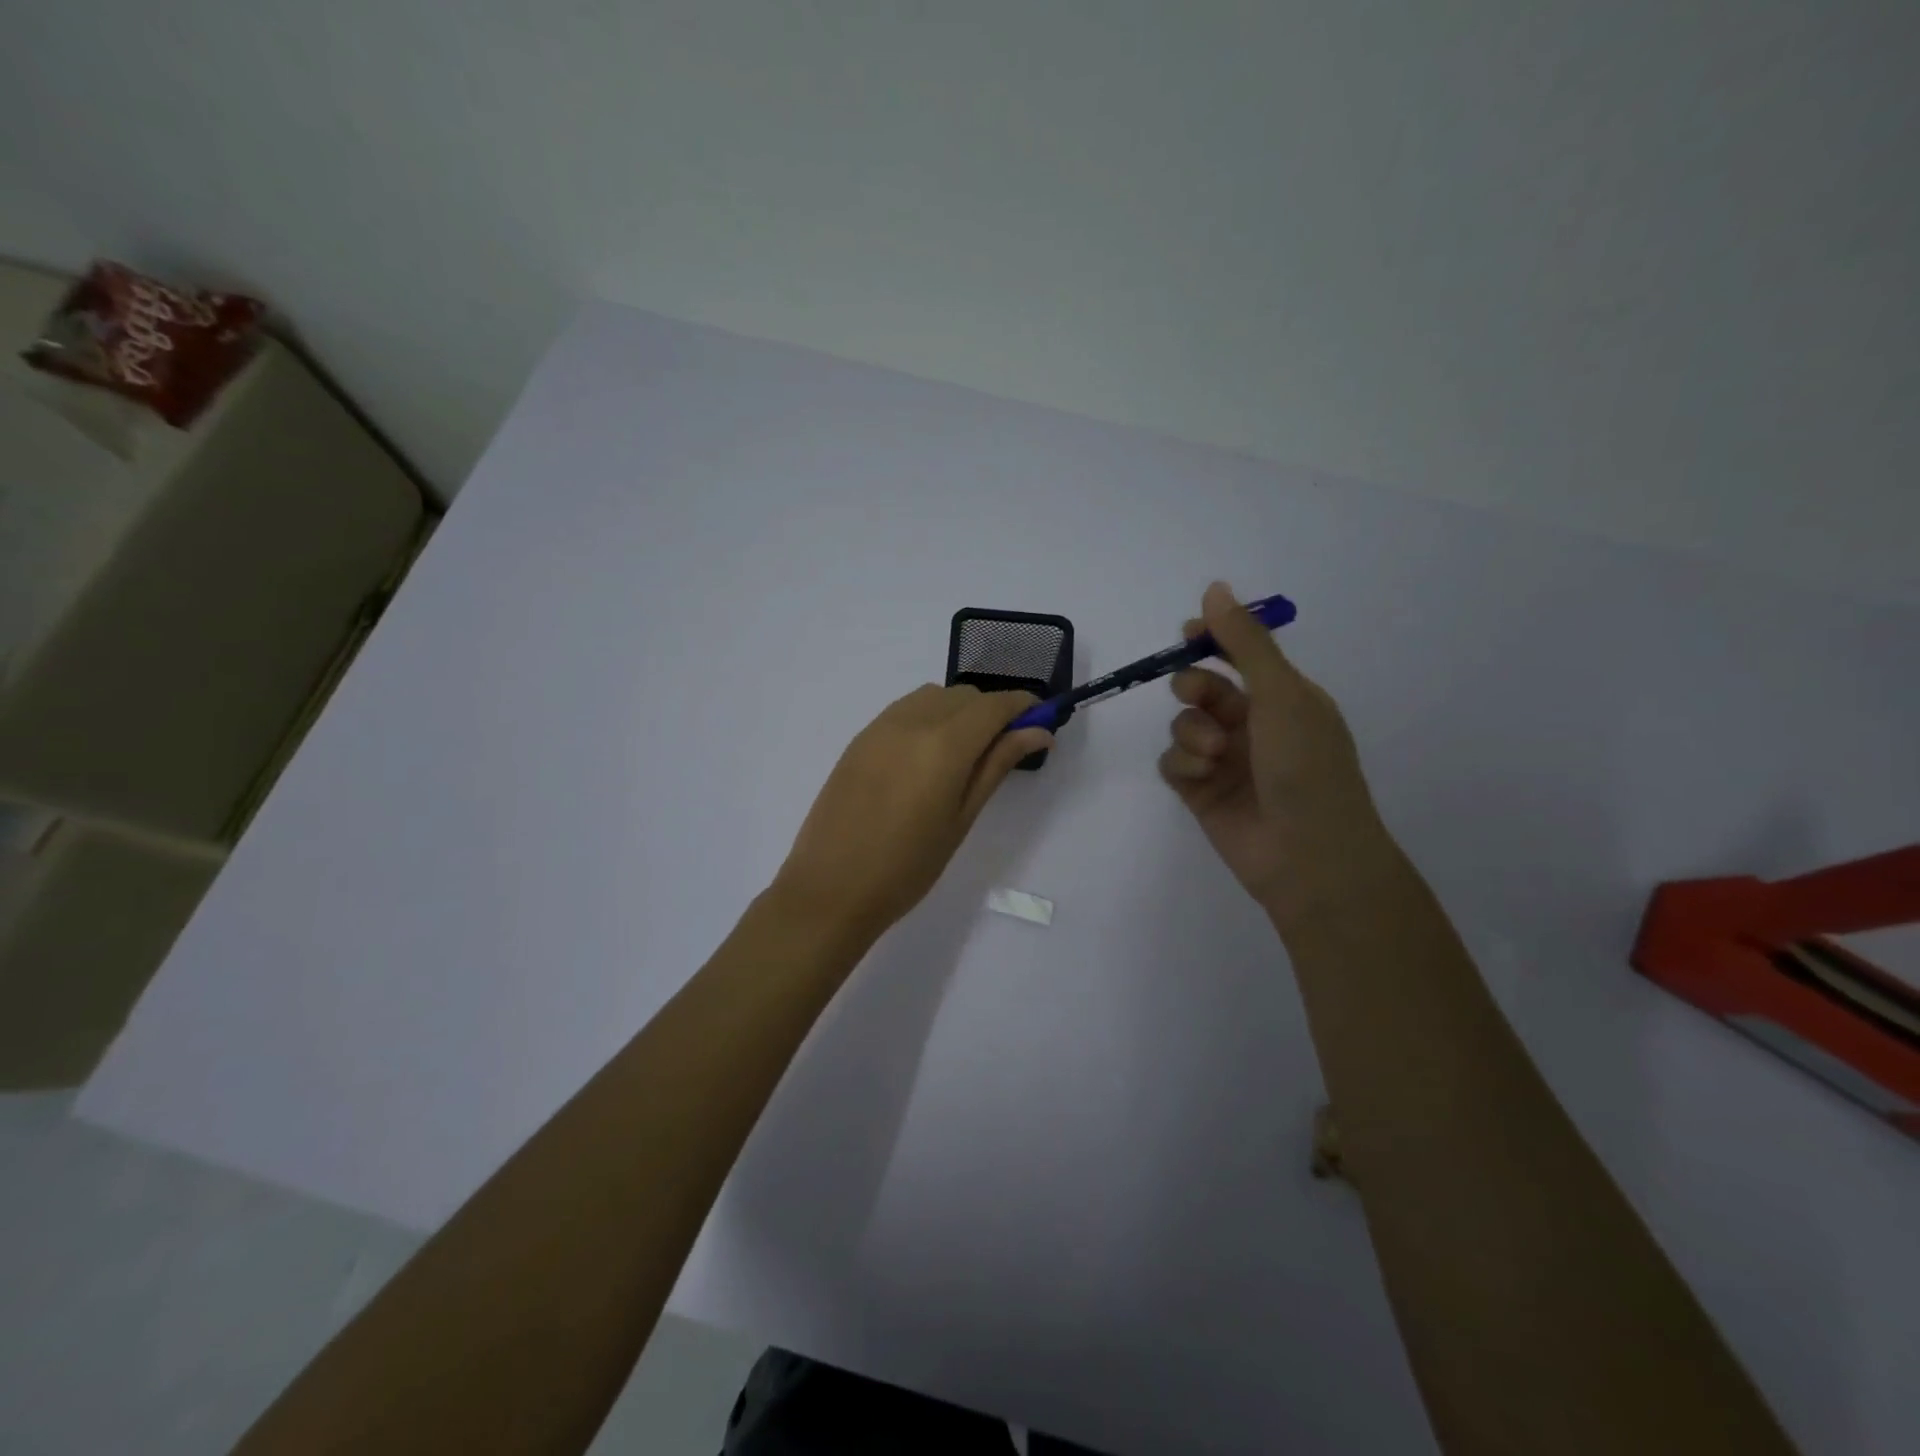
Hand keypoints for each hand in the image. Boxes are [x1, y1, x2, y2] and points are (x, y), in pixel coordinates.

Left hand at [773, 684, 1053, 945]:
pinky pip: (904, 710)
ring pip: (933, 697)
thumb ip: (997, 765)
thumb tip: (1037, 732)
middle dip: (991, 711)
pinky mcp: (859, 739)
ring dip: (958, 711)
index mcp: (943, 744)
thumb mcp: (961, 818)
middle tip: (1002, 749)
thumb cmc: (907, 867)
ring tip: (963, 754)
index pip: (994, 705)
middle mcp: (911, 721)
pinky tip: (926, 757)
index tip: (1040, 721)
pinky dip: (928, 717)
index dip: (1023, 706)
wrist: (830, 889)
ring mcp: (879, 727)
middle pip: (964, 696)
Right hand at [1160, 582, 1396, 924]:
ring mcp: (1225, 761)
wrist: (1307, 854)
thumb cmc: (1306, 765)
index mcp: (1284, 698)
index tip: (1187, 633)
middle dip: (1193, 686)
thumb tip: (1214, 588)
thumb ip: (1244, 643)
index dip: (1212, 641)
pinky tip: (1201, 777)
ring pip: (1183, 725)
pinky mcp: (1201, 792)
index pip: (1240, 657)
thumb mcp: (1281, 694)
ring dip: (1191, 733)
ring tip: (1213, 754)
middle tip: (1197, 695)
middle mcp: (1253, 726)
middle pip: (1202, 688)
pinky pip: (1173, 763)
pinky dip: (1183, 764)